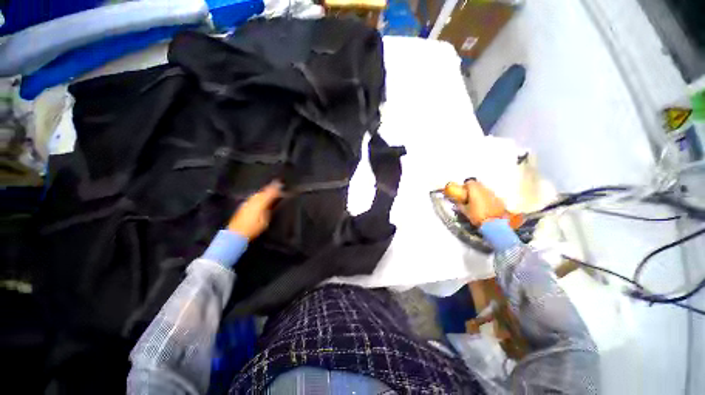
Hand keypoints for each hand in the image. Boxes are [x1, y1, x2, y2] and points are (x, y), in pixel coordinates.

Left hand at [228, 181, 281, 239]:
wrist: (237, 233)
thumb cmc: (253, 228)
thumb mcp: (265, 220)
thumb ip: (268, 210)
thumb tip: (271, 204)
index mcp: (260, 204)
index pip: (269, 194)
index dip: (275, 190)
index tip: (280, 186)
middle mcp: (253, 201)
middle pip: (263, 192)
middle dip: (269, 188)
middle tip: (275, 185)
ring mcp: (247, 203)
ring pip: (257, 194)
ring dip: (264, 191)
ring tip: (268, 189)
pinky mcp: (243, 206)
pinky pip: (253, 197)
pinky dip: (258, 195)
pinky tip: (259, 196)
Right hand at [459, 180, 506, 226]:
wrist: (495, 223)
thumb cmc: (477, 215)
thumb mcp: (465, 211)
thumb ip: (460, 205)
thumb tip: (457, 202)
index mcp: (475, 190)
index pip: (469, 182)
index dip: (465, 186)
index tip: (462, 191)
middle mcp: (485, 189)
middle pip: (478, 184)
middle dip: (473, 188)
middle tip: (469, 196)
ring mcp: (493, 194)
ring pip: (485, 189)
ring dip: (480, 193)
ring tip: (477, 202)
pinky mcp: (499, 200)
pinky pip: (491, 196)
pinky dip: (487, 198)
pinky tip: (485, 206)